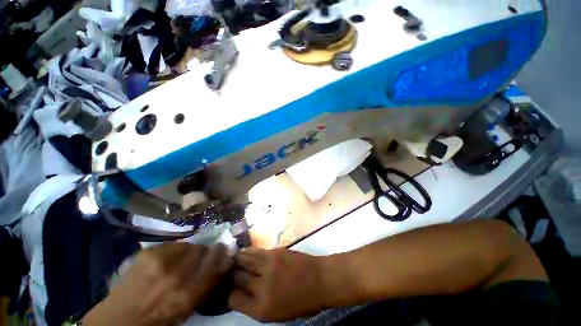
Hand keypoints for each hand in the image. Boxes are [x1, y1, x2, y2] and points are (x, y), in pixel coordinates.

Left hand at [83, 243, 232, 325]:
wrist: (122, 318)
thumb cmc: (160, 318)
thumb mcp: (190, 307)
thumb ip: (209, 282)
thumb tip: (226, 260)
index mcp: (190, 292)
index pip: (216, 261)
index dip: (222, 252)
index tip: (225, 248)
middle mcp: (179, 275)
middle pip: (203, 250)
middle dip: (205, 251)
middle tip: (200, 256)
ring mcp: (163, 262)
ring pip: (189, 245)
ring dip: (190, 250)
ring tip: (181, 259)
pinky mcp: (150, 253)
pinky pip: (173, 245)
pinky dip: (174, 250)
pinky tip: (167, 260)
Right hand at [228, 248, 330, 321]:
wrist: (320, 280)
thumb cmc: (302, 302)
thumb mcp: (278, 314)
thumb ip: (257, 305)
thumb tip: (242, 293)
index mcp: (262, 309)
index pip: (234, 300)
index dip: (230, 294)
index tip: (231, 290)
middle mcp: (261, 287)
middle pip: (237, 278)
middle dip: (231, 275)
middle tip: (229, 272)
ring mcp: (268, 266)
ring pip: (244, 260)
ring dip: (237, 260)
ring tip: (232, 259)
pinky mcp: (274, 252)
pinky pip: (255, 251)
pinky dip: (247, 252)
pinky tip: (245, 252)